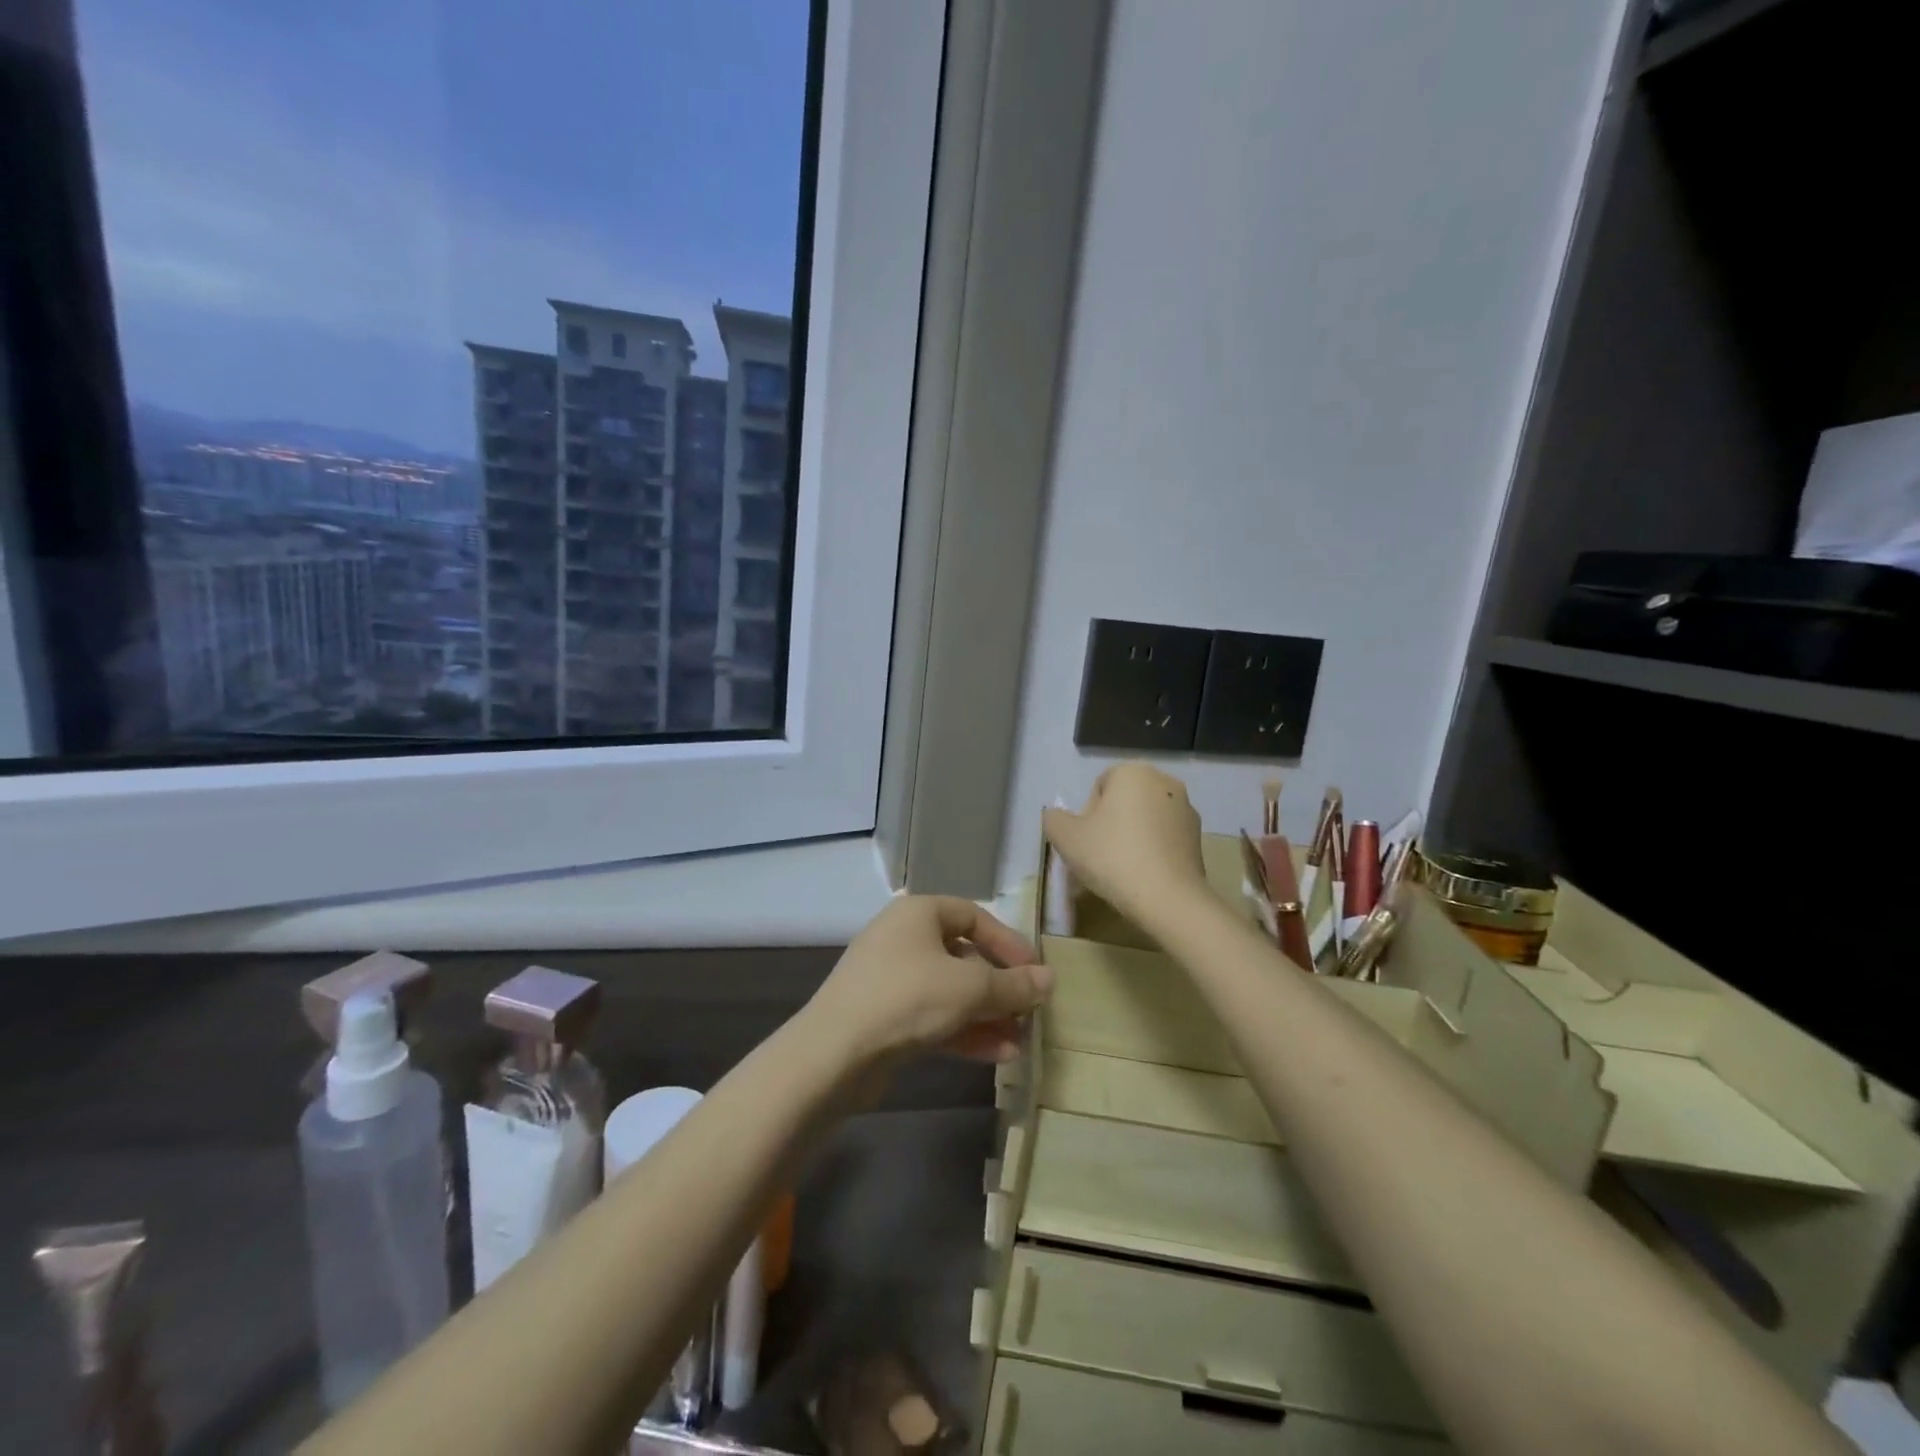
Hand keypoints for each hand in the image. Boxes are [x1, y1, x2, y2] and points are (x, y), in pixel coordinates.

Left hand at [805, 896, 1051, 1068]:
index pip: (975, 916)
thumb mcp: (970, 988)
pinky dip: (964, 1031)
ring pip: (951, 991)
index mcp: (918, 913)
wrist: (834, 1053)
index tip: (1035, 973)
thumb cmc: (907, 998)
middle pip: (964, 957)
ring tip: (1020, 1043)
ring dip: (987, 1015)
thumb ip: (1013, 984)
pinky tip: (997, 1056)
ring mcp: (891, 979)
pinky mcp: (884, 1016)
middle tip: (1030, 1013)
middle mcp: (904, 938)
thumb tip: (1049, 980)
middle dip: (1000, 988)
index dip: (1009, 943)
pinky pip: (934, 1015)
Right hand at [1043, 763, 1209, 928]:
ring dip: (1132, 837)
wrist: (1168, 899)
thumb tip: (1057, 816)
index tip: (1086, 842)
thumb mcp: (1065, 837)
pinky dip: (1152, 851)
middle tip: (1099, 857)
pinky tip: (1143, 876)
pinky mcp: (1199, 837)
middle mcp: (1164, 781)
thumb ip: (1054, 819)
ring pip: (1145, 820)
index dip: (1087, 815)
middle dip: (1110, 824)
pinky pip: (1164, 838)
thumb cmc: (1112, 857)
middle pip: (1124, 801)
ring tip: (1121, 870)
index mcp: (1133, 772)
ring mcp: (1186, 809)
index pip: (1099, 787)